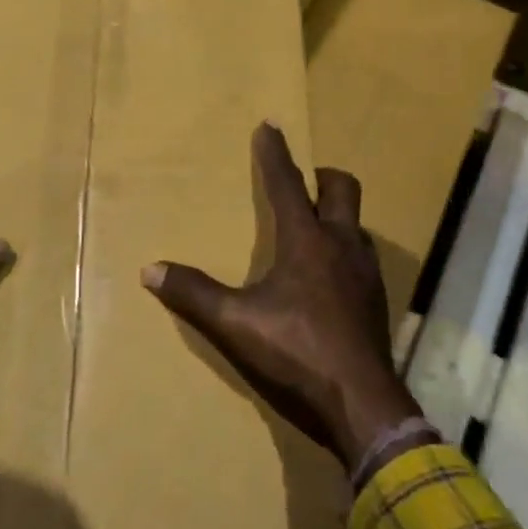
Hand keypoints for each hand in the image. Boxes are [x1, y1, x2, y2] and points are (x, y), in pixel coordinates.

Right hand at [143, 123, 423, 470]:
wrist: (360, 403)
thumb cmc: (296, 353)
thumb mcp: (236, 324)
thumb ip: (194, 294)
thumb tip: (151, 269)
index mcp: (307, 241)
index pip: (287, 183)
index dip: (275, 153)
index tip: (270, 125)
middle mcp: (342, 245)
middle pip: (342, 188)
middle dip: (322, 175)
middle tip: (302, 179)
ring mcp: (366, 272)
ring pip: (357, 223)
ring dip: (337, 214)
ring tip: (314, 226)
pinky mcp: (376, 300)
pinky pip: (363, 256)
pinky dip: (345, 249)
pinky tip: (330, 276)